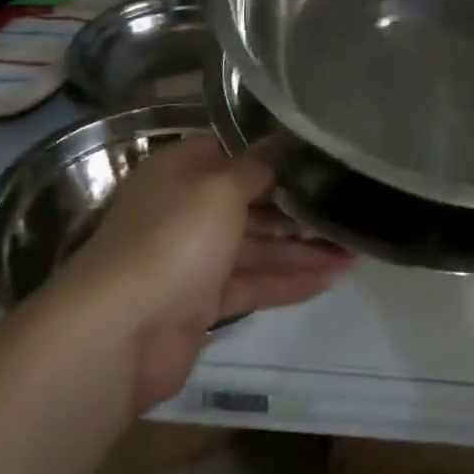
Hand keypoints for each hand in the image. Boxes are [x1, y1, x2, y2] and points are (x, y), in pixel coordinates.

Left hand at [61, 135, 351, 409]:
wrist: (120, 333)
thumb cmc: (173, 238)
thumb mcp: (220, 188)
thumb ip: (256, 166)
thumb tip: (282, 141)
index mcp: (182, 171)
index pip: (235, 153)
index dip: (275, 155)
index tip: (320, 156)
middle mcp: (187, 209)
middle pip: (251, 202)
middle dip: (298, 207)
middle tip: (348, 208)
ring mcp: (193, 259)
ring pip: (256, 246)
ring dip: (302, 249)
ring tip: (354, 250)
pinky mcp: (201, 303)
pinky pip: (252, 284)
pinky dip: (287, 282)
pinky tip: (330, 279)